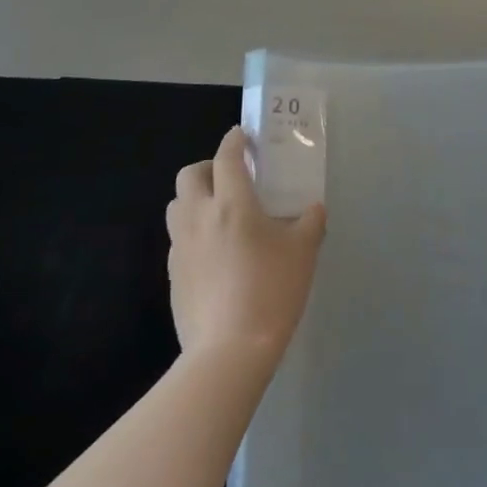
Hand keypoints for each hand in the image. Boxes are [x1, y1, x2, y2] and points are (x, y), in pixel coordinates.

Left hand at [167, 126, 326, 366]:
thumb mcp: (304, 252)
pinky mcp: (173, 275)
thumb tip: (313, 209)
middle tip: (230, 176)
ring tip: (219, 211)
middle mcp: (200, 217)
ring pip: (176, 206)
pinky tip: (214, 251)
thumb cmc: (272, 290)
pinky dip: (193, 231)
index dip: (234, 141)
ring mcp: (181, 247)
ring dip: (194, 198)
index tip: (242, 136)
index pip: (226, 157)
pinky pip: (178, 239)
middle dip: (207, 167)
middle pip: (189, 175)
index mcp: (232, 204)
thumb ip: (310, 222)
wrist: (229, 351)